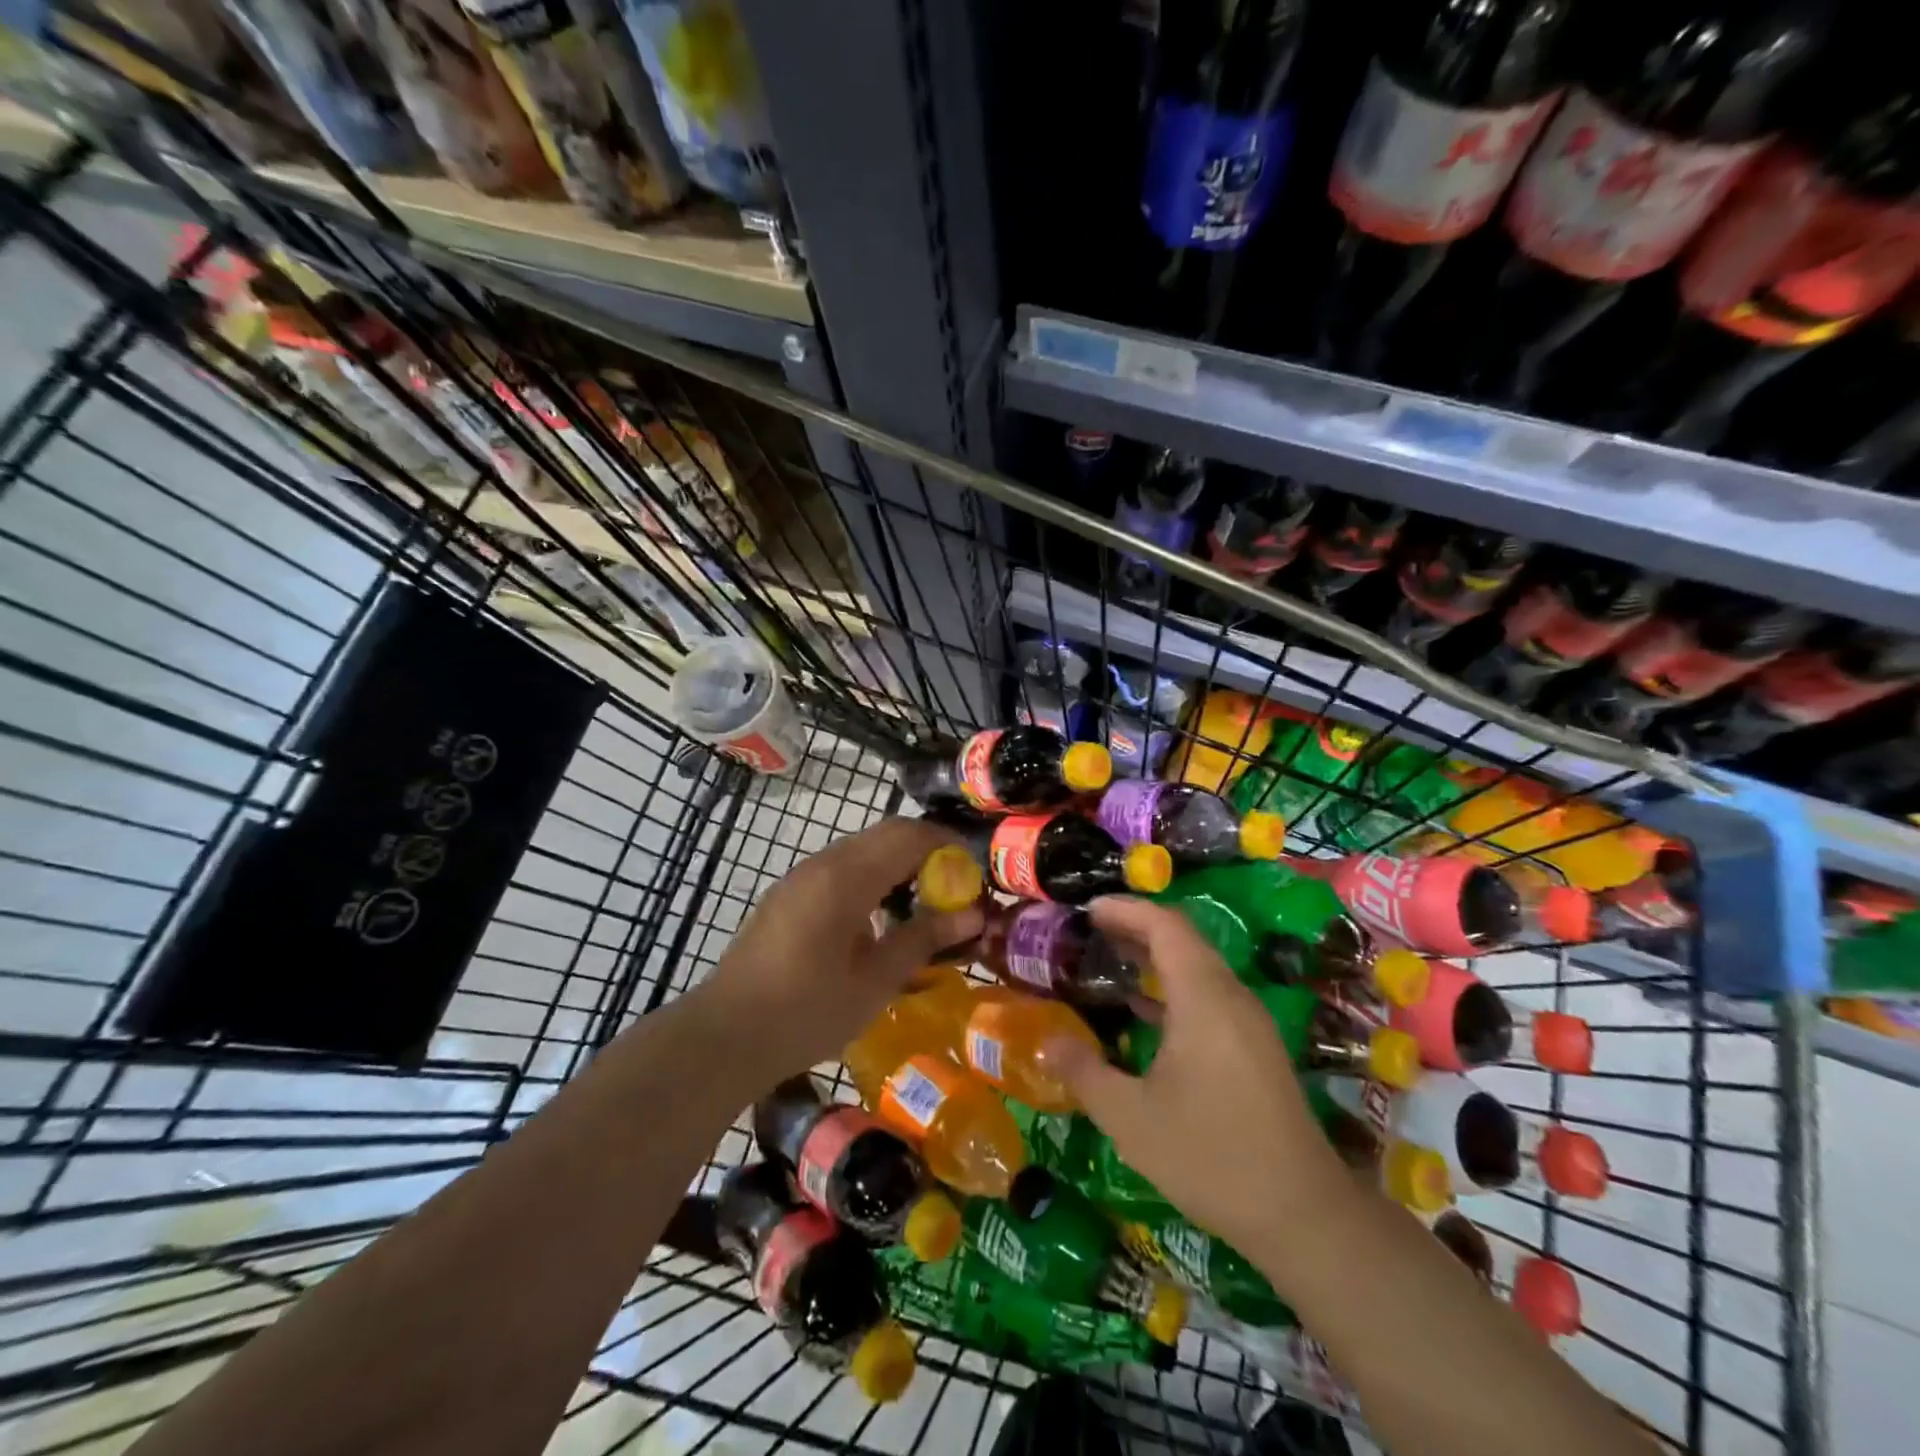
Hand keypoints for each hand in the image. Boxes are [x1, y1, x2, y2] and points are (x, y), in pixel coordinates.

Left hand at [695, 817, 984, 1082]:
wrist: (725, 1035)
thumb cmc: (807, 1012)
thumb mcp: (875, 981)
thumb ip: (924, 940)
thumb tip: (974, 916)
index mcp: (846, 878)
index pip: (908, 836)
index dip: (946, 845)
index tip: (973, 872)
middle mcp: (822, 863)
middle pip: (885, 835)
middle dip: (926, 853)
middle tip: (953, 890)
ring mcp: (800, 876)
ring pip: (862, 849)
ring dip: (897, 865)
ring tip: (920, 907)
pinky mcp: (788, 894)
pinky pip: (841, 868)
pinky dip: (871, 878)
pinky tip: (876, 922)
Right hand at [1049, 897, 1353, 1257]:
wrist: (1302, 1214)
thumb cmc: (1210, 1155)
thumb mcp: (1130, 1118)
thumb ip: (1084, 1073)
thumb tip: (1048, 1042)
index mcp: (1203, 998)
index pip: (1165, 926)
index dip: (1126, 910)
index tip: (1087, 909)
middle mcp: (1231, 997)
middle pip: (1183, 940)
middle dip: (1136, 928)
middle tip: (1089, 931)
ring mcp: (1248, 1023)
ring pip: (1198, 968)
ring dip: (1154, 957)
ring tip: (1110, 960)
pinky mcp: (1255, 1047)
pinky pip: (1208, 995)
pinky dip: (1173, 987)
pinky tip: (1144, 1011)